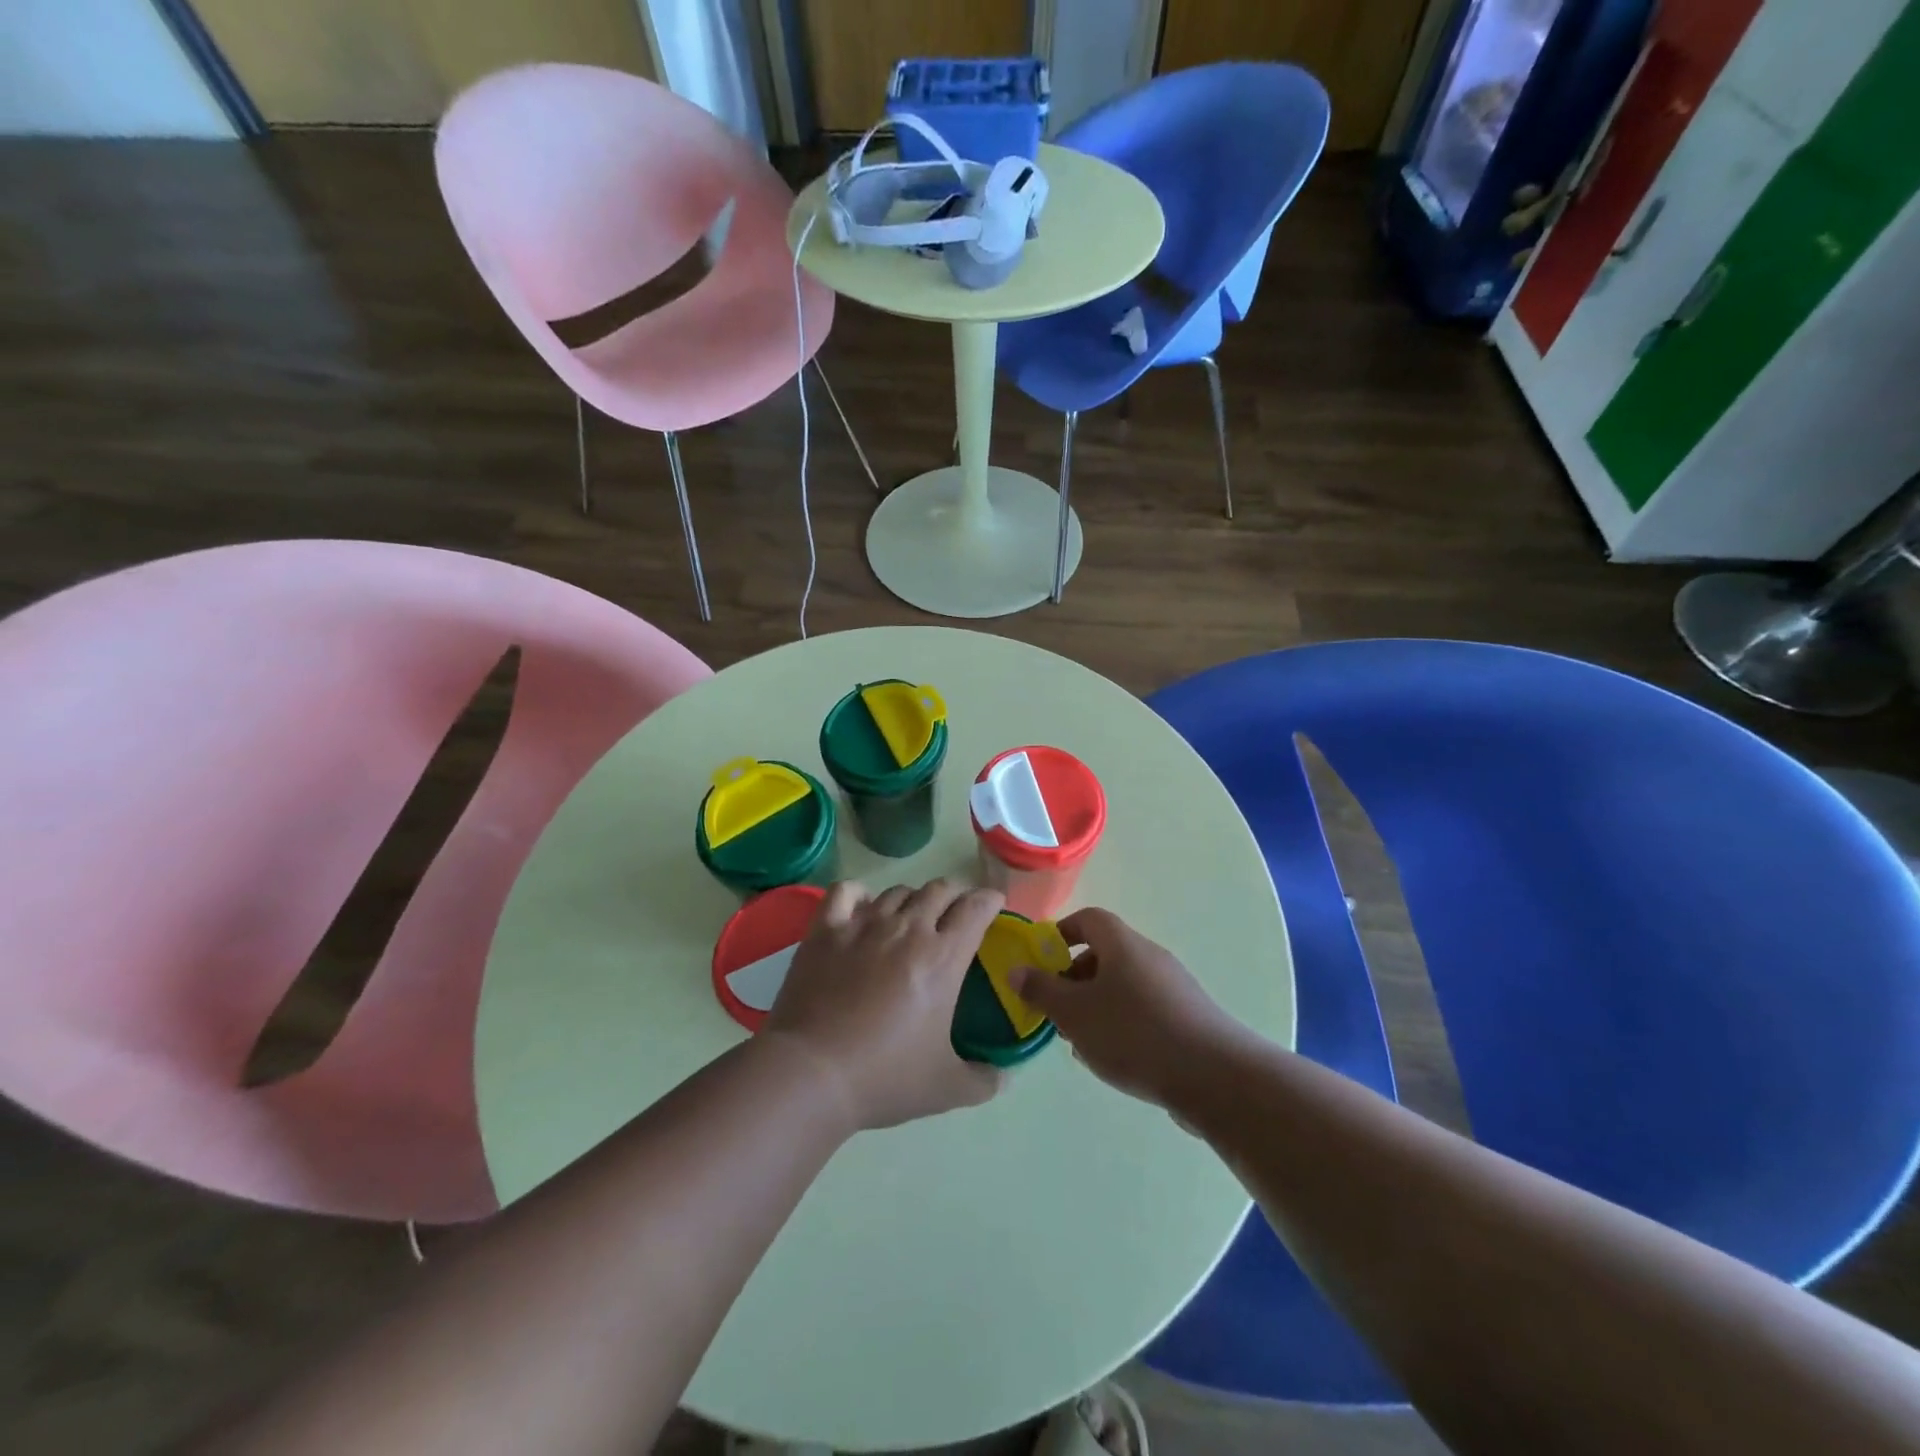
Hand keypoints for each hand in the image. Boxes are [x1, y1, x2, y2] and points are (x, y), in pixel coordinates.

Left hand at [764, 879, 1005, 1129]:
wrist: (812, 1073)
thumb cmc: (884, 1077)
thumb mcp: (946, 1088)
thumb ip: (983, 1081)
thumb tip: (1005, 1079)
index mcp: (944, 957)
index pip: (976, 907)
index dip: (989, 900)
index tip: (993, 904)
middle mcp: (908, 928)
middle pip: (939, 890)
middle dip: (954, 895)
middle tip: (955, 913)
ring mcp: (863, 924)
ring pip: (897, 891)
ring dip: (912, 899)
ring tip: (910, 916)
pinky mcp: (826, 929)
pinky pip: (846, 891)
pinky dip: (859, 893)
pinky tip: (862, 907)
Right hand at [1012, 907, 1238, 1108]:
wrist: (1214, 1076)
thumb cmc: (1134, 1034)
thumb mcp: (1074, 1013)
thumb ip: (1041, 990)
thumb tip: (1016, 970)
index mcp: (1122, 944)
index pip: (1088, 919)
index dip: (1061, 933)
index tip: (1041, 961)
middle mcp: (1149, 956)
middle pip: (1105, 954)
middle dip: (1074, 979)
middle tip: (1056, 1011)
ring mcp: (1173, 987)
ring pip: (1122, 986)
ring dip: (1096, 1007)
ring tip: (1081, 1043)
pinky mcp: (1187, 1018)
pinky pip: (1144, 1010)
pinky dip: (1122, 1025)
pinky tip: (1113, 1060)